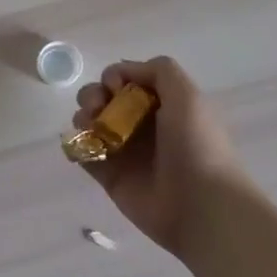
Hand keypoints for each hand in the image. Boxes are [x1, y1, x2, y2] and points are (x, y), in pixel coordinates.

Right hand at [72, 56, 253, 257]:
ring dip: (82, 118)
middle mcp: (141, 124)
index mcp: (161, 104)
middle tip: (97, 108)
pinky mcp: (109, 176)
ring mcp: (124, 151)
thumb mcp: (187, 95)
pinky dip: (75, 146)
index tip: (115, 87)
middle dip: (92, 95)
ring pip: (90, 123)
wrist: (201, 205)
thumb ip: (158, 70)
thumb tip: (122, 72)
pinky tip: (82, 146)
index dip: (114, 77)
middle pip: (103, 98)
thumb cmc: (196, 146)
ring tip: (90, 128)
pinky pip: (83, 154)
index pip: (126, 80)